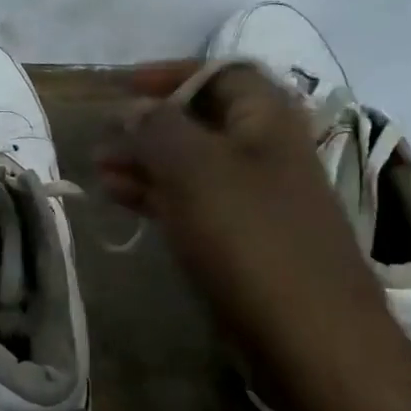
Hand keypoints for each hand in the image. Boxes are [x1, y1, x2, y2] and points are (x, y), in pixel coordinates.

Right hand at [96, 63, 410, 410]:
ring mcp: (256, 198)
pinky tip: (119, 198)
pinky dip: (156, 194)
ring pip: (191, 163)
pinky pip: (193, 201)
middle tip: (103, 137)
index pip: (221, 71)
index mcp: (268, 119)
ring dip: (145, 160)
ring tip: (99, 170)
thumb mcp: (194, 169)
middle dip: (148, 123)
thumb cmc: (251, 237)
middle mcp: (265, 150)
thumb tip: (130, 109)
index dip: (171, 73)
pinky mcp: (245, 239)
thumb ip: (157, 127)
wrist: (310, 339)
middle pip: (201, 119)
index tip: (123, 88)